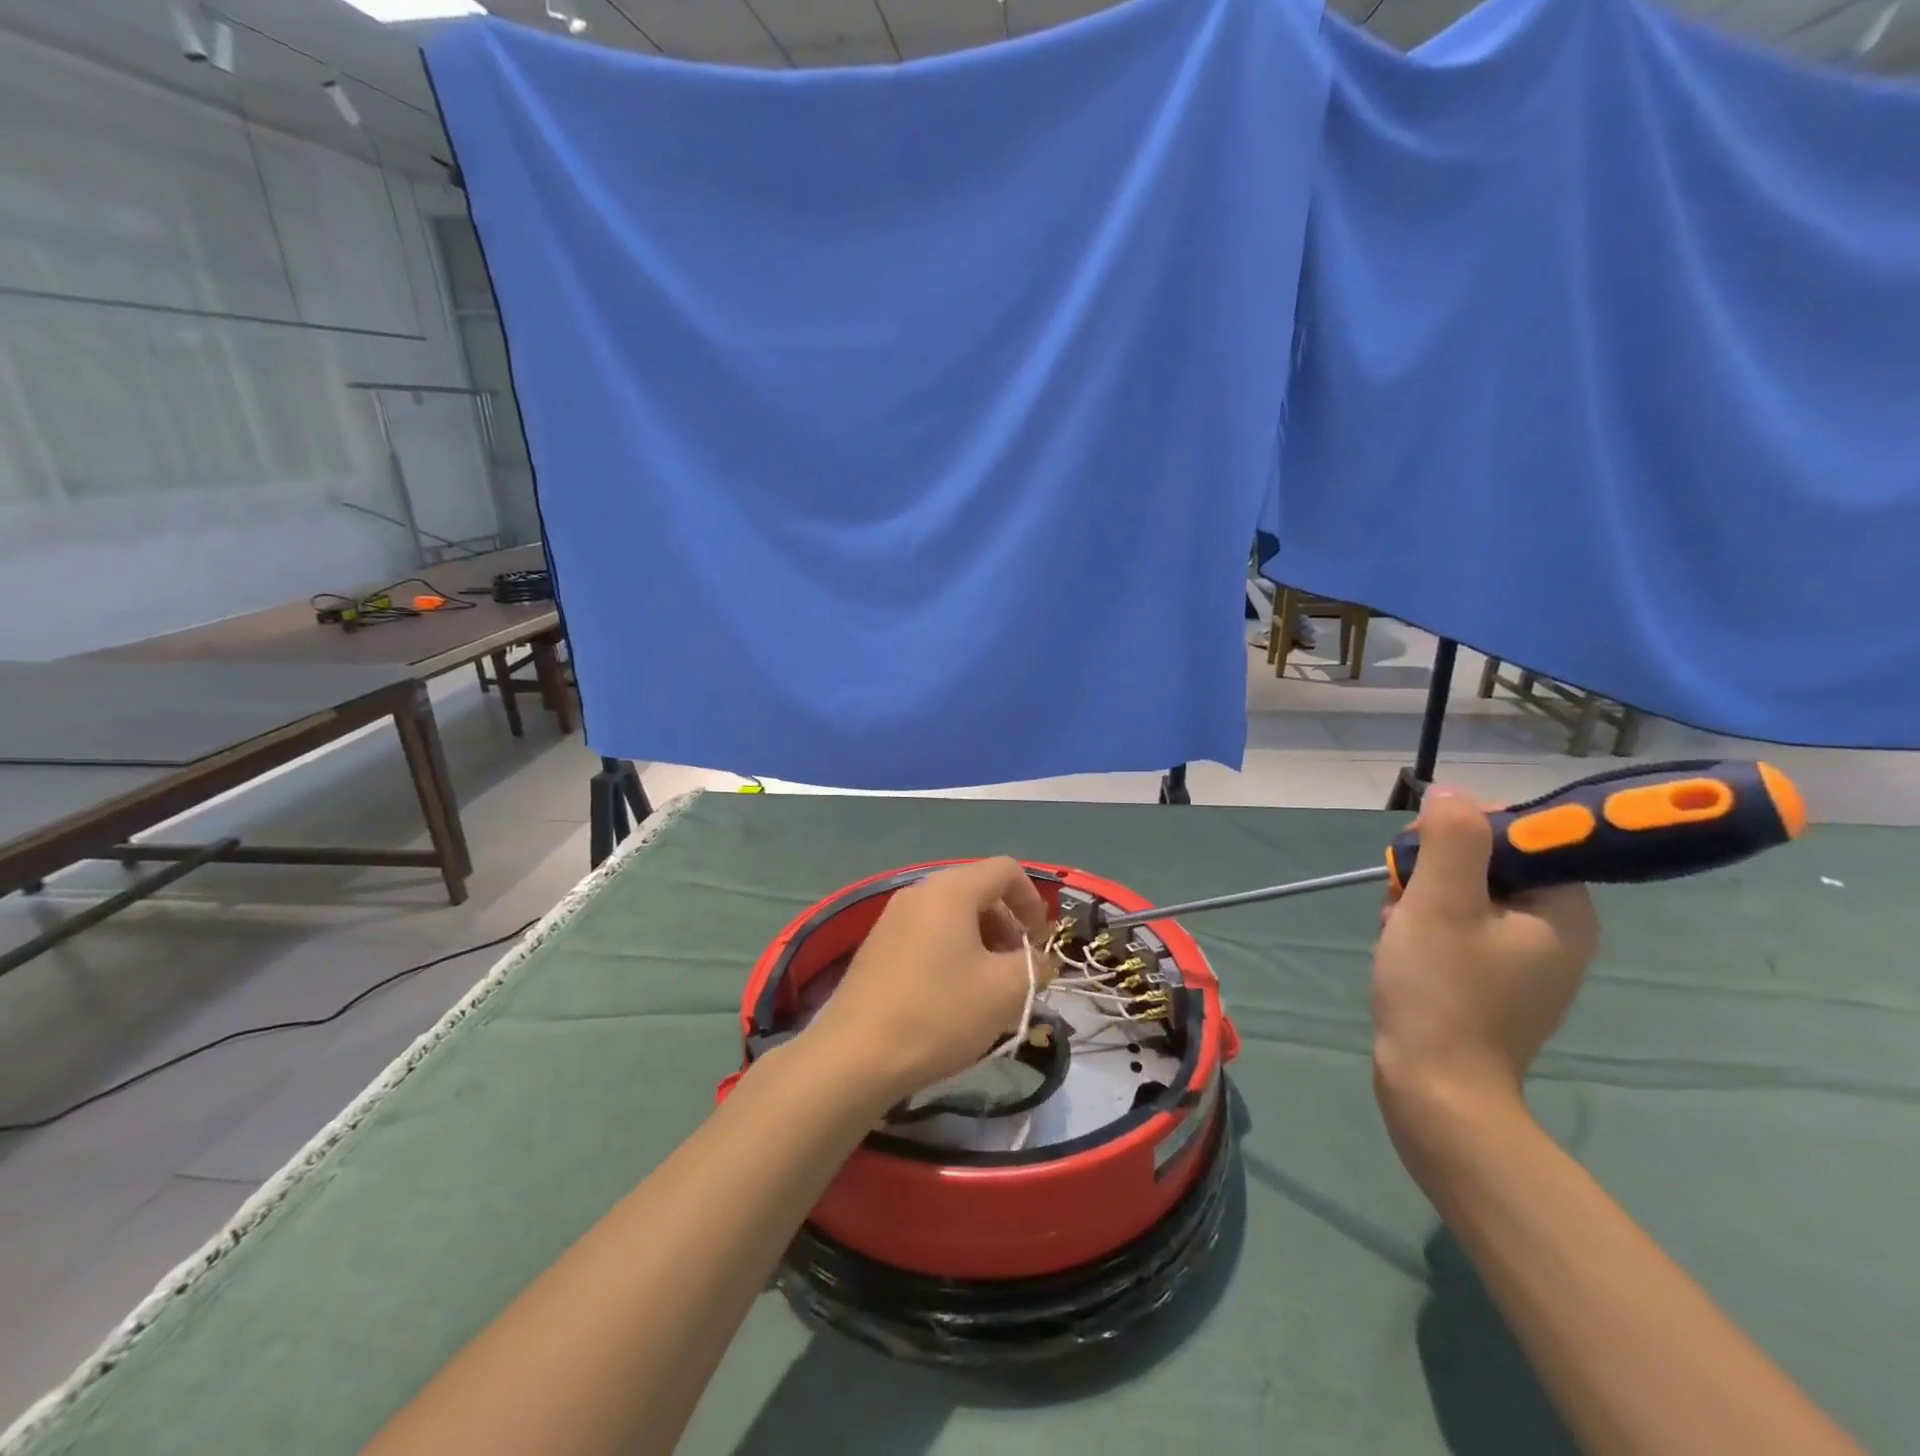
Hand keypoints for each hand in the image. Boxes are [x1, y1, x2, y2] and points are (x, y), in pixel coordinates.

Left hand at [802, 858, 1056, 1107]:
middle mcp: (918, 892)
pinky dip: (952, 952)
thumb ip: (1035, 965)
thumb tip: (1038, 960)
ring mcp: (892, 918)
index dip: (1033, 901)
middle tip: (1018, 969)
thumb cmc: (938, 1013)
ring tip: (989, 987)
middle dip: (1007, 925)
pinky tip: (953, 996)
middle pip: (978, 890)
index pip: (1005, 870)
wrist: (854, 1056)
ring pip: (952, 915)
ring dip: (981, 941)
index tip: (1041, 943)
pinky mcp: (877, 946)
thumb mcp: (1005, 991)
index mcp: (950, 890)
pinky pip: (927, 934)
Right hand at [1372, 789, 1599, 1165]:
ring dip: (1419, 900)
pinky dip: (1423, 928)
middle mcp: (1555, 931)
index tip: (1422, 851)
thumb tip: (1452, 794)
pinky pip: (1457, 929)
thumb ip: (1452, 839)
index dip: (1465, 829)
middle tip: (1403, 897)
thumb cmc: (1442, 991)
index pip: (1523, 834)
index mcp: (1563, 909)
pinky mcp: (1492, 982)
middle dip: (1433, 872)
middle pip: (1487, 864)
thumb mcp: (1441, 903)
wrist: (1435, 1091)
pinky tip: (1398, 946)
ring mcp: (1523, 960)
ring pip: (1464, 896)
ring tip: (1394, 929)